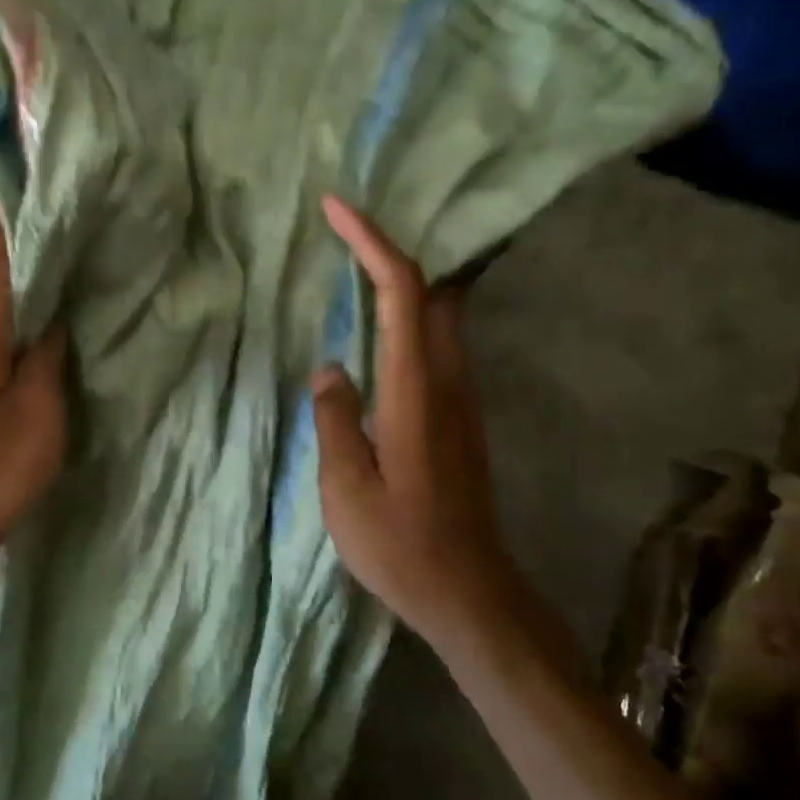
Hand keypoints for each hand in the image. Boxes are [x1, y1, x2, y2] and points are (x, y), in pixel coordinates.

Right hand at [311, 196, 517, 651]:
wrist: (468, 591)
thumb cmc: (400, 545)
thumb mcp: (346, 489)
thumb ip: (336, 420)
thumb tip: (331, 369)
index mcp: (416, 392)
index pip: (402, 294)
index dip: (371, 243)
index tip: (337, 209)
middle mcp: (449, 383)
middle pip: (433, 292)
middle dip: (392, 250)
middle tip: (345, 233)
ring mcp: (462, 400)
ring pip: (440, 317)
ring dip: (402, 283)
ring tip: (354, 269)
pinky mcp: (461, 419)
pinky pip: (437, 346)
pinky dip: (408, 318)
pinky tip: (377, 333)